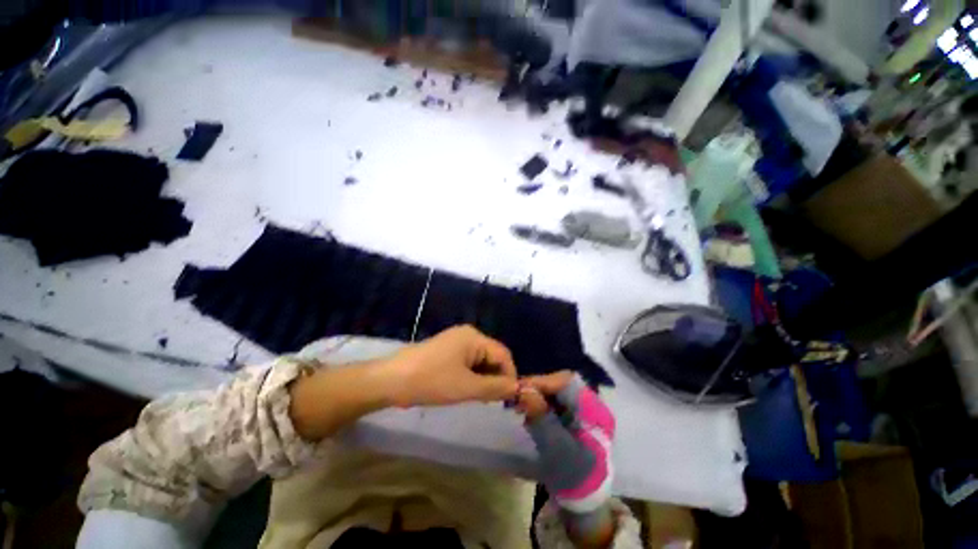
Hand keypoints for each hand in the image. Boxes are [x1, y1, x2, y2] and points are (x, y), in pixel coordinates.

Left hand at [381, 325, 519, 407]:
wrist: (390, 380)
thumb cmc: (431, 381)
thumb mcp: (466, 387)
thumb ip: (495, 388)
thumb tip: (516, 388)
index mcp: (474, 337)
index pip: (503, 354)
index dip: (510, 376)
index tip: (509, 398)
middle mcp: (468, 335)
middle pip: (492, 356)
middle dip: (495, 378)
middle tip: (493, 401)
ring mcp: (456, 341)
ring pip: (480, 361)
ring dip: (483, 379)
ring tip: (479, 398)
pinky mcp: (447, 350)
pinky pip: (468, 362)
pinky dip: (471, 376)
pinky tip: (466, 390)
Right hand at [518, 371, 615, 513]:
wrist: (584, 499)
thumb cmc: (574, 474)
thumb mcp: (557, 446)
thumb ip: (541, 416)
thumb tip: (523, 389)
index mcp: (593, 409)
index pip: (567, 382)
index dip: (543, 381)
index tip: (521, 387)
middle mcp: (588, 403)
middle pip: (560, 384)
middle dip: (538, 387)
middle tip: (517, 396)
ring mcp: (580, 409)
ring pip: (555, 391)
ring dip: (537, 395)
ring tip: (520, 406)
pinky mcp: (571, 416)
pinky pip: (553, 401)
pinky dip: (540, 405)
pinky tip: (529, 414)